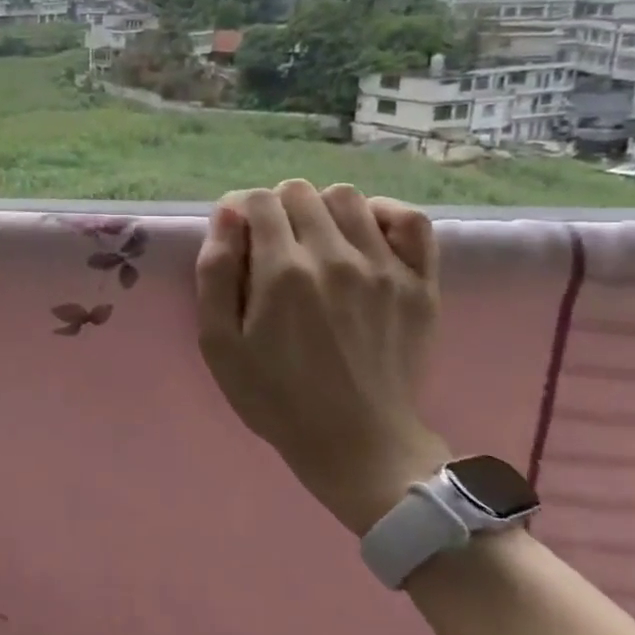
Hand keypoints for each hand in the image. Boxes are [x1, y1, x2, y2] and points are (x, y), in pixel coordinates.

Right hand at [194, 179, 444, 535]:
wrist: (356, 442)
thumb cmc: (274, 396)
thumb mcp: (219, 343)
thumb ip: (215, 273)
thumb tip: (225, 214)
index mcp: (281, 273)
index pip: (256, 201)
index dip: (238, 211)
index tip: (236, 238)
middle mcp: (334, 257)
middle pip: (298, 192)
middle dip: (275, 209)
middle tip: (271, 248)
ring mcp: (383, 267)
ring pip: (346, 198)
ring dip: (320, 210)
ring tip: (313, 244)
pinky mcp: (419, 283)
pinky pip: (409, 220)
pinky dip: (382, 215)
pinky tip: (363, 236)